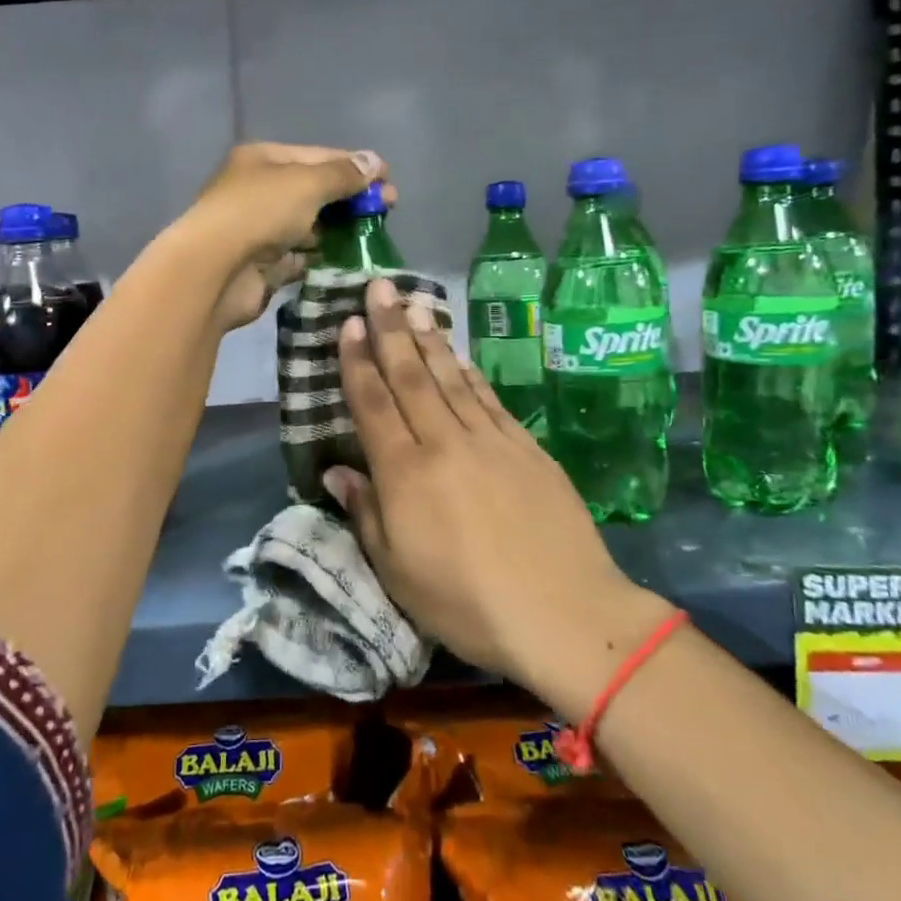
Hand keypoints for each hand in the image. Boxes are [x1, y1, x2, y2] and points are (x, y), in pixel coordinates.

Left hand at [175, 143, 390, 330]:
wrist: (215, 271)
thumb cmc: (260, 212)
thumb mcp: (307, 183)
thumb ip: (343, 174)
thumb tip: (375, 161)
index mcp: (263, 160)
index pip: (317, 156)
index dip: (355, 166)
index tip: (389, 180)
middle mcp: (259, 191)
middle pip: (313, 191)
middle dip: (350, 199)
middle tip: (388, 211)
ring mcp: (259, 230)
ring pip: (308, 226)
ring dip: (339, 231)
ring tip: (374, 238)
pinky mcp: (263, 266)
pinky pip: (300, 258)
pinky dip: (322, 259)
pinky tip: (350, 262)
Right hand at [324, 278, 668, 709]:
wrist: (564, 613)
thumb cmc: (467, 603)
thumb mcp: (397, 572)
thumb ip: (365, 513)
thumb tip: (335, 471)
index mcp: (406, 473)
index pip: (374, 404)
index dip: (358, 361)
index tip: (348, 323)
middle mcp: (444, 443)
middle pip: (411, 376)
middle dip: (390, 329)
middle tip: (379, 286)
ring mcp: (490, 441)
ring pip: (451, 378)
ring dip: (429, 339)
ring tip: (413, 305)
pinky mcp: (526, 448)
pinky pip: (489, 399)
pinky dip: (469, 373)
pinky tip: (459, 355)